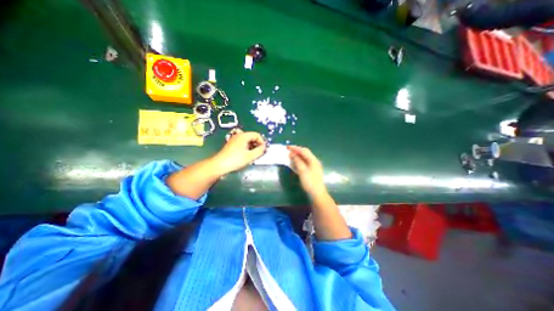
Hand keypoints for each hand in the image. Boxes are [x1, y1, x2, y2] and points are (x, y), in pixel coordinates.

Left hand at [213, 130, 265, 174]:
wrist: (220, 165)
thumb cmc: (236, 160)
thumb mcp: (250, 156)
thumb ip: (260, 151)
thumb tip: (264, 147)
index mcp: (244, 135)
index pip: (257, 135)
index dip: (262, 142)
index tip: (263, 150)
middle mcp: (239, 135)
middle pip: (252, 137)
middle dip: (257, 144)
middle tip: (259, 153)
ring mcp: (234, 139)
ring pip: (247, 141)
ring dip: (252, 147)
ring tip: (253, 155)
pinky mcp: (231, 145)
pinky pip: (242, 143)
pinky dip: (247, 148)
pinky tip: (246, 155)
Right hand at [288, 146, 324, 195]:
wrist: (317, 193)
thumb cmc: (310, 182)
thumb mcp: (302, 171)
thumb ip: (297, 161)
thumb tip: (292, 154)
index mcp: (313, 160)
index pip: (304, 151)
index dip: (295, 148)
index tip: (287, 147)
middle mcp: (314, 161)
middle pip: (305, 153)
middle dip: (296, 151)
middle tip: (288, 150)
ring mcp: (313, 166)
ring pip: (304, 158)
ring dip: (297, 155)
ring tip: (290, 155)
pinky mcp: (312, 170)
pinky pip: (304, 162)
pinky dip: (299, 161)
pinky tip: (295, 162)